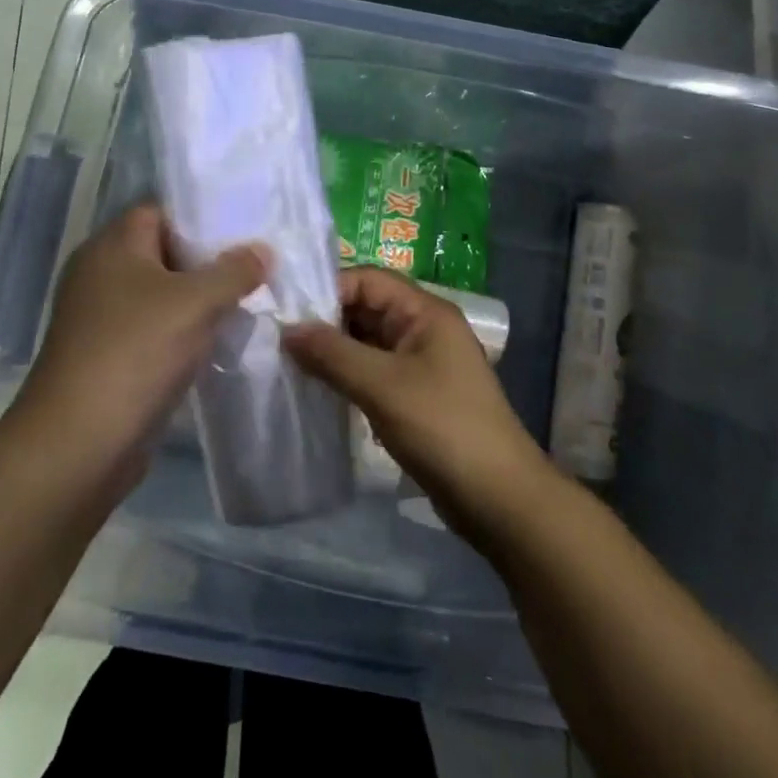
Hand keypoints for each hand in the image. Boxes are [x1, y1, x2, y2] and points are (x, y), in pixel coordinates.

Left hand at [7, 205, 268, 493]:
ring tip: (250, 301)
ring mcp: (103, 318)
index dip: (203, 217)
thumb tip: (263, 250)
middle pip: (165, 253)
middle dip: (210, 261)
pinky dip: (186, 332)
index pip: (161, 211)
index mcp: (112, 247)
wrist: (79, 444)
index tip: (247, 229)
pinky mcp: (110, 356)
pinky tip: (222, 340)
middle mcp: (102, 275)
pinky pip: (157, 330)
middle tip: (258, 265)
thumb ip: (234, 271)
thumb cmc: (136, 352)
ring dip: (201, 300)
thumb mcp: (196, 302)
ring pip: (163, 295)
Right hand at [284, 268, 554, 543]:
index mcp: (425, 312)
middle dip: (326, 320)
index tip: (285, 309)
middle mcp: (424, 328)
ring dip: (333, 350)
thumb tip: (287, 330)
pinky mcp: (416, 395)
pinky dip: (347, 375)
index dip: (328, 288)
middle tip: (278, 336)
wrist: (498, 497)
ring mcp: (422, 363)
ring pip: (368, 342)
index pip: (369, 279)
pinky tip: (317, 389)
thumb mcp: (382, 386)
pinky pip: (374, 372)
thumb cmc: (443, 427)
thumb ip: (333, 354)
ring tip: (288, 361)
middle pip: (367, 308)